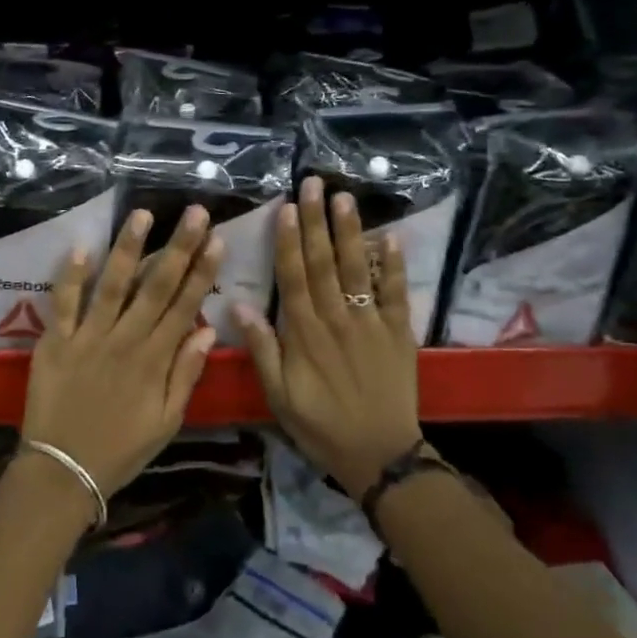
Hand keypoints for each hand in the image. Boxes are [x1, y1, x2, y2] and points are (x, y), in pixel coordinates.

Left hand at [22, 205, 223, 507]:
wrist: (62, 472)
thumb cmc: (120, 449)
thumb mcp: (166, 422)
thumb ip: (185, 375)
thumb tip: (205, 332)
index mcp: (154, 360)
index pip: (184, 307)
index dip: (202, 272)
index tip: (217, 240)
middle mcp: (125, 340)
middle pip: (156, 287)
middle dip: (178, 247)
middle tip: (195, 212)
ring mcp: (88, 338)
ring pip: (113, 286)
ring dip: (128, 248)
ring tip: (142, 214)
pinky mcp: (55, 342)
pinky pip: (64, 304)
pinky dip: (71, 276)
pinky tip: (81, 247)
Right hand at [236, 175, 421, 498]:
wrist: (380, 454)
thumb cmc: (321, 426)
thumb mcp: (279, 396)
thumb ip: (262, 349)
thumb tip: (238, 305)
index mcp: (304, 333)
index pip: (293, 276)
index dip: (288, 240)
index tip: (286, 207)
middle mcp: (337, 318)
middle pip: (324, 262)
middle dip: (316, 221)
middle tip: (314, 183)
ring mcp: (370, 322)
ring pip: (358, 269)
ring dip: (350, 232)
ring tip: (345, 198)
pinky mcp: (398, 332)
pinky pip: (395, 293)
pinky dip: (394, 266)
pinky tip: (390, 238)